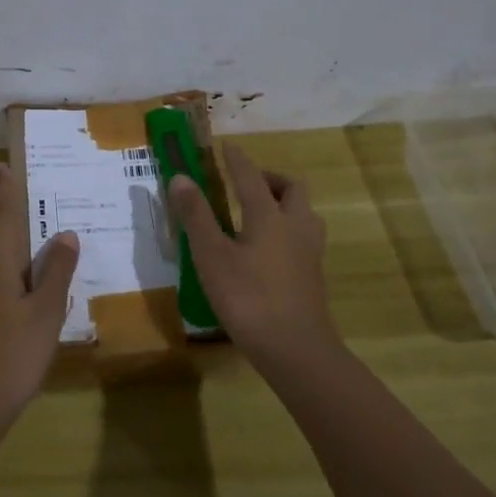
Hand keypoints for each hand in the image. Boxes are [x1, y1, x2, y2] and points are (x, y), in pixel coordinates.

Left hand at [0, 162, 78, 436]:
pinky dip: (8, 268)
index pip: (2, 218)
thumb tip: (66, 233)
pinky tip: (23, 283)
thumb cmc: (11, 354)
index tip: (0, 166)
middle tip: (16, 194)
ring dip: (4, 240)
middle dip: (1, 213)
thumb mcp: (45, 312)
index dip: (4, 193)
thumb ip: (57, 273)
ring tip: (26, 232)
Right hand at [168, 143, 335, 366]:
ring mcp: (310, 252)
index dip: (237, 159)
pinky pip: (303, 237)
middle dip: (269, 179)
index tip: (227, 146)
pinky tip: (268, 250)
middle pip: (291, 189)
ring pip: (303, 213)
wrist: (296, 350)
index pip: (251, 177)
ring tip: (257, 215)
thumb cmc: (248, 298)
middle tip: (245, 185)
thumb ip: (196, 216)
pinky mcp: (314, 276)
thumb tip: (180, 178)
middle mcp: (295, 226)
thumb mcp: (211, 256)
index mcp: (269, 216)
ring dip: (284, 204)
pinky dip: (287, 230)